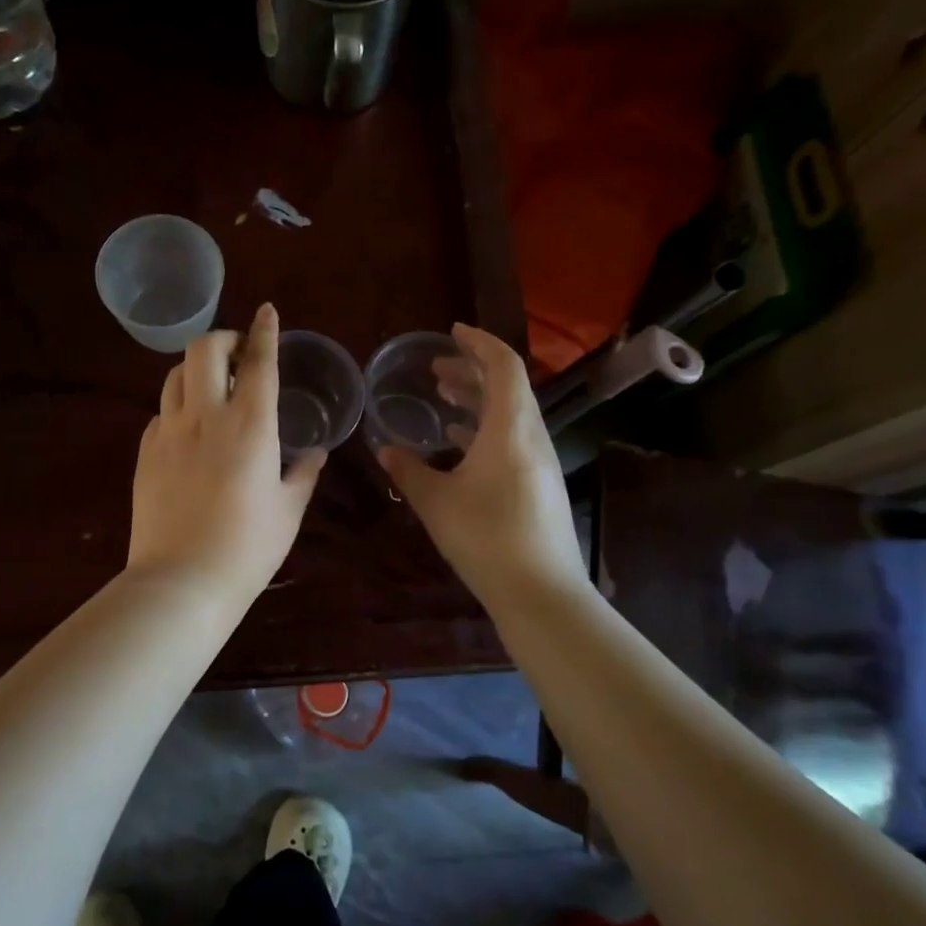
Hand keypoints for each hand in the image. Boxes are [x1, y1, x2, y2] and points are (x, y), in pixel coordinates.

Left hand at [127, 303, 324, 605]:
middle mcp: (205, 416)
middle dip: (224, 338)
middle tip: (238, 353)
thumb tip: (316, 452)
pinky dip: (178, 406)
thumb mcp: (289, 511)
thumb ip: (304, 474)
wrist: (182, 581)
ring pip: (175, 375)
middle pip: (205, 349)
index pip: (258, 361)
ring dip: (196, 368)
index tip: (268, 310)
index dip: (265, 330)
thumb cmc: (248, 548)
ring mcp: (168, 432)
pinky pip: (160, 412)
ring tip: (211, 385)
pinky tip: (189, 429)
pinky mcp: (145, 453)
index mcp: (250, 425)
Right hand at [377, 324, 584, 608]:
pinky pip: (513, 440)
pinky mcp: (540, 485)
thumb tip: (384, 449)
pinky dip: (487, 429)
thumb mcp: (436, 502)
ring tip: (444, 399)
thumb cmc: (485, 538)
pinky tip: (461, 443)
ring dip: (479, 401)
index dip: (479, 343)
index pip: (503, 366)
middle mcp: (532, 437)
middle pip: (508, 388)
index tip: (452, 333)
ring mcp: (541, 462)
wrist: (540, 592)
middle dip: (473, 372)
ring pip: (511, 415)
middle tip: (437, 369)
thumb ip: (408, 471)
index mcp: (510, 429)